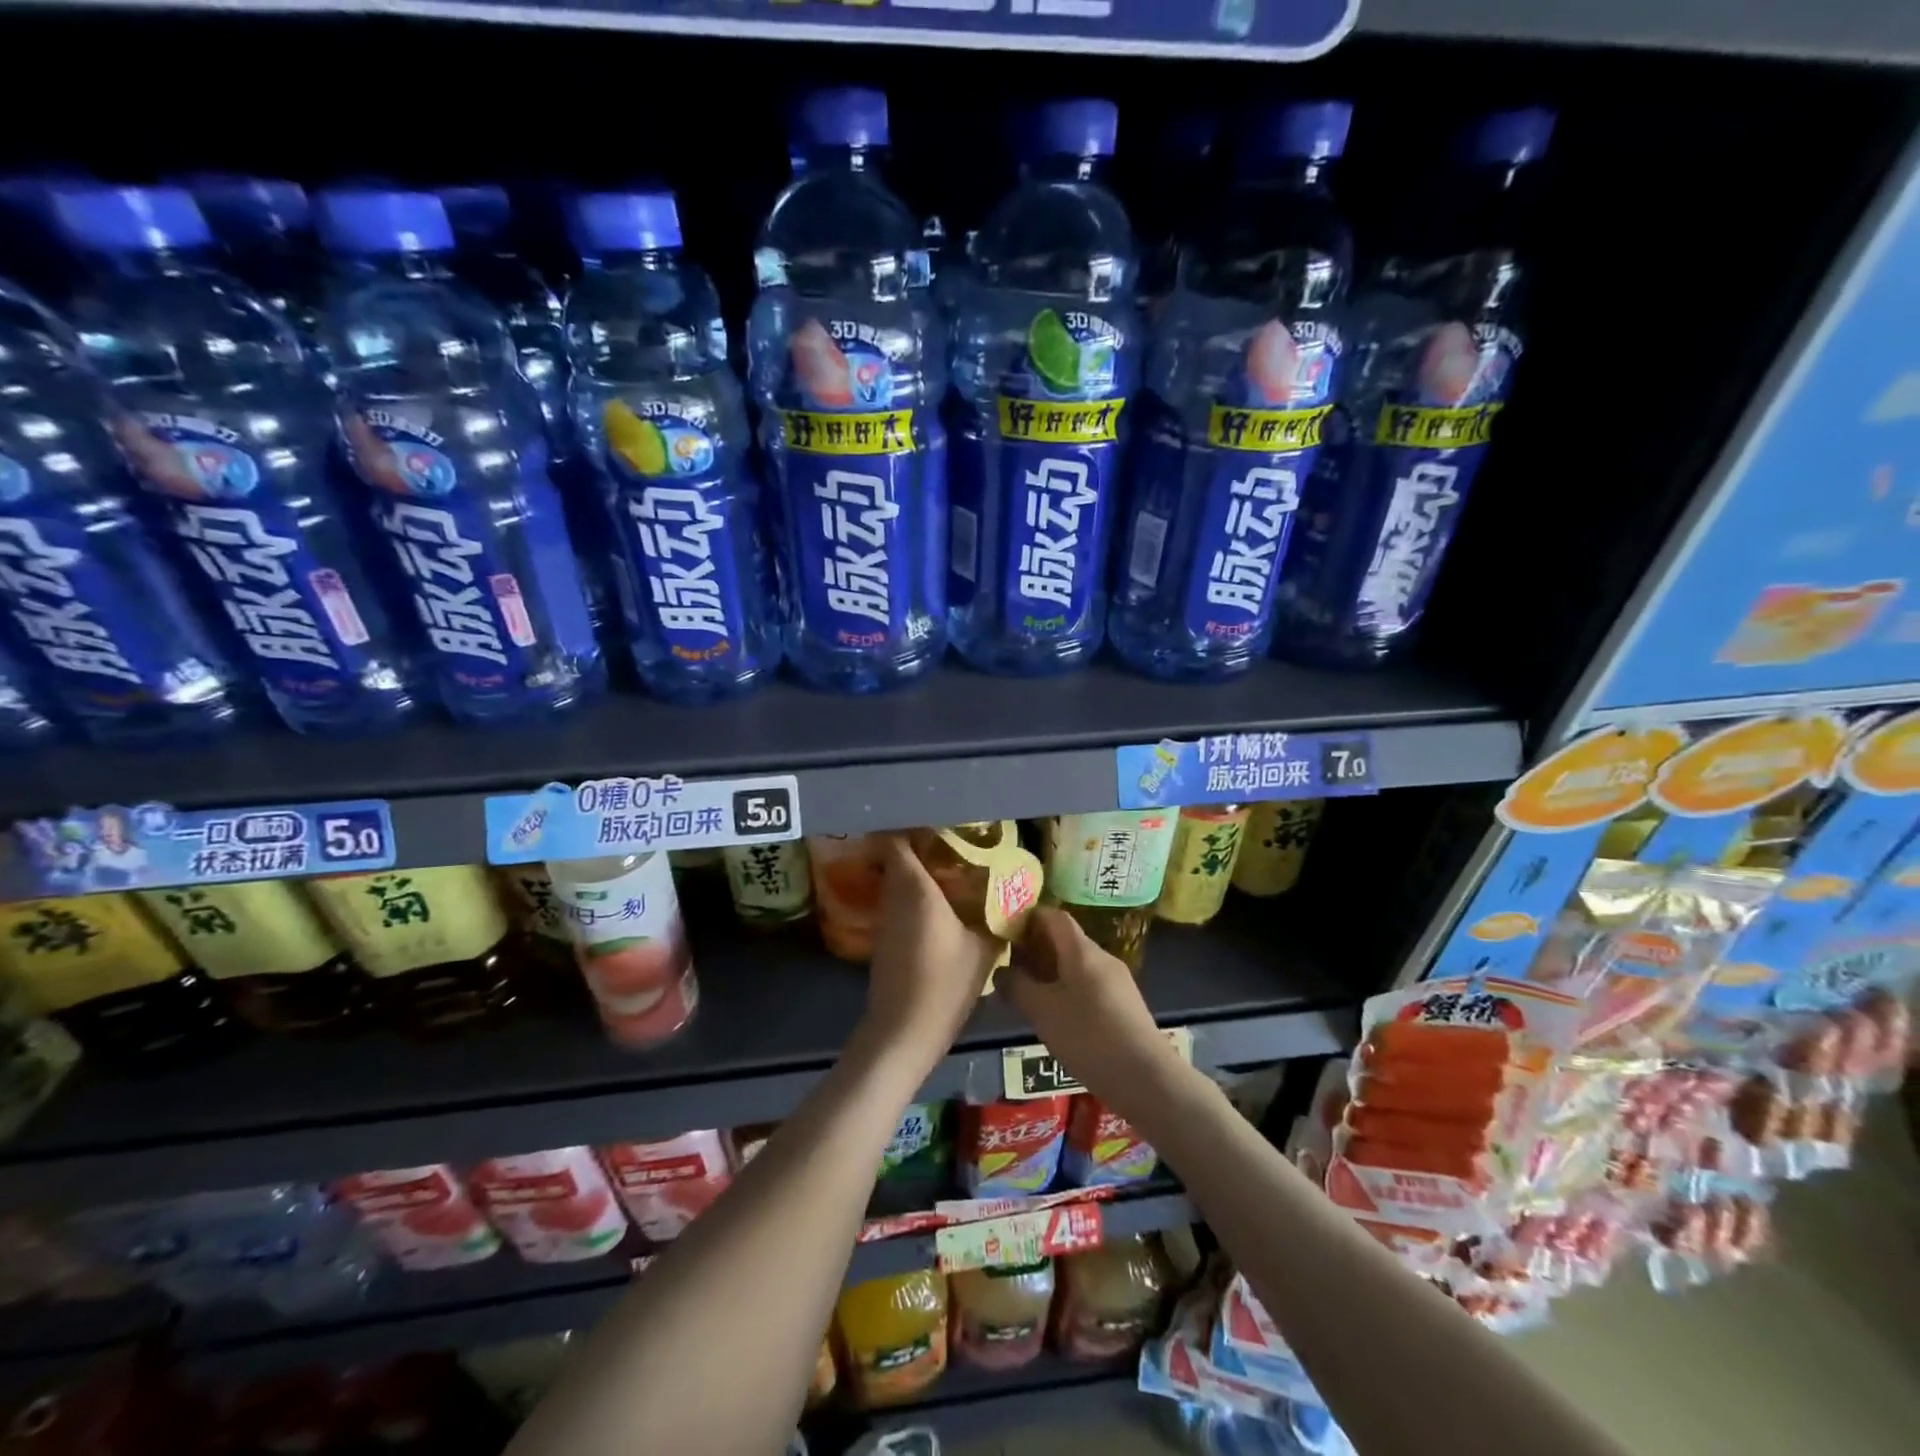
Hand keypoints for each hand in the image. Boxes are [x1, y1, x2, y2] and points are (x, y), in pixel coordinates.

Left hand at [859, 834, 997, 1074]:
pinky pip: (899, 903)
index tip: (943, 824)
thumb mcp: (983, 949)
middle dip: (924, 849)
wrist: (903, 1032)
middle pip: (900, 858)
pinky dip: (916, 897)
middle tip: (958, 848)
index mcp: (916, 888)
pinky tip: (943, 908)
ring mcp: (886, 919)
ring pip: (898, 881)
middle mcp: (895, 896)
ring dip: (920, 874)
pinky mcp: (884, 939)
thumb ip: (997, 917)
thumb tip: (1012, 898)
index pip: (899, 840)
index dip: (916, 828)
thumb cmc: (944, 984)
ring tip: (955, 874)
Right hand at [997, 908, 1180, 1119]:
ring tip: (1028, 994)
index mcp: (1082, 950)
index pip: (1053, 916)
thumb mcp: (1042, 1012)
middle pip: (1065, 940)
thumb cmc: (1088, 1036)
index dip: (1028, 918)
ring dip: (1051, 972)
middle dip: (1036, 949)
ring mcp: (1117, 981)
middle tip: (1010, 968)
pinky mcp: (1124, 1005)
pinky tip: (1057, 1016)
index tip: (1005, 933)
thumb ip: (1017, 987)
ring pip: (1077, 964)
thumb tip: (1001, 971)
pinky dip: (1068, 989)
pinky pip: (1089, 984)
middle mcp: (1102, 957)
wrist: (1146, 1078)